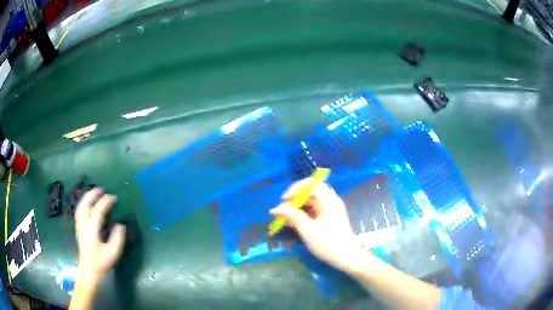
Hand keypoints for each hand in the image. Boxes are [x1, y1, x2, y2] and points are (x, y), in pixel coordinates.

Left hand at [75, 188, 125, 284]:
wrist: (88, 271)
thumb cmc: (101, 263)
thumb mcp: (113, 253)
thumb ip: (117, 239)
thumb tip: (120, 225)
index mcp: (91, 230)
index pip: (97, 210)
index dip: (105, 202)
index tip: (114, 197)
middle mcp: (83, 225)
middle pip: (85, 204)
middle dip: (92, 195)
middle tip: (102, 189)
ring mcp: (79, 226)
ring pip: (80, 206)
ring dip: (87, 198)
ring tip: (94, 193)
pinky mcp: (78, 229)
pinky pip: (79, 211)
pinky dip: (83, 204)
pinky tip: (87, 204)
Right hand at [270, 178, 366, 272]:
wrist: (347, 258)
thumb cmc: (328, 243)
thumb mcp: (308, 230)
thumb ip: (292, 217)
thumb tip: (275, 208)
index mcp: (329, 200)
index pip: (311, 184)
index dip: (296, 189)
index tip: (284, 199)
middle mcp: (330, 202)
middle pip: (310, 193)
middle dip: (295, 199)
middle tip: (282, 209)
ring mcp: (330, 210)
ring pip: (311, 203)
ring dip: (297, 207)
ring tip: (284, 217)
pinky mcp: (328, 219)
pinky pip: (313, 211)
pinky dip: (302, 214)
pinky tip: (293, 222)